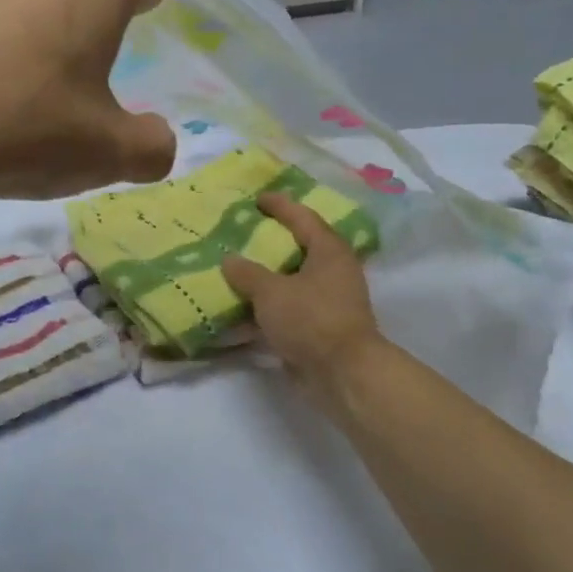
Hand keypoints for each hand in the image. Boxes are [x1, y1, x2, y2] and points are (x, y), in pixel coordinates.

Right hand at [222, 194, 383, 392]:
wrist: (343, 373)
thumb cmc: (311, 320)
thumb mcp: (271, 292)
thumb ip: (247, 274)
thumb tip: (229, 260)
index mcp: (329, 251)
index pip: (303, 218)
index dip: (280, 206)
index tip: (258, 198)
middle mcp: (335, 271)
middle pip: (301, 247)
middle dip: (274, 241)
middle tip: (246, 232)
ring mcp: (331, 301)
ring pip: (295, 280)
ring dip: (270, 276)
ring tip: (240, 269)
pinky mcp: (322, 327)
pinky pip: (291, 307)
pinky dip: (271, 305)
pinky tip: (245, 308)